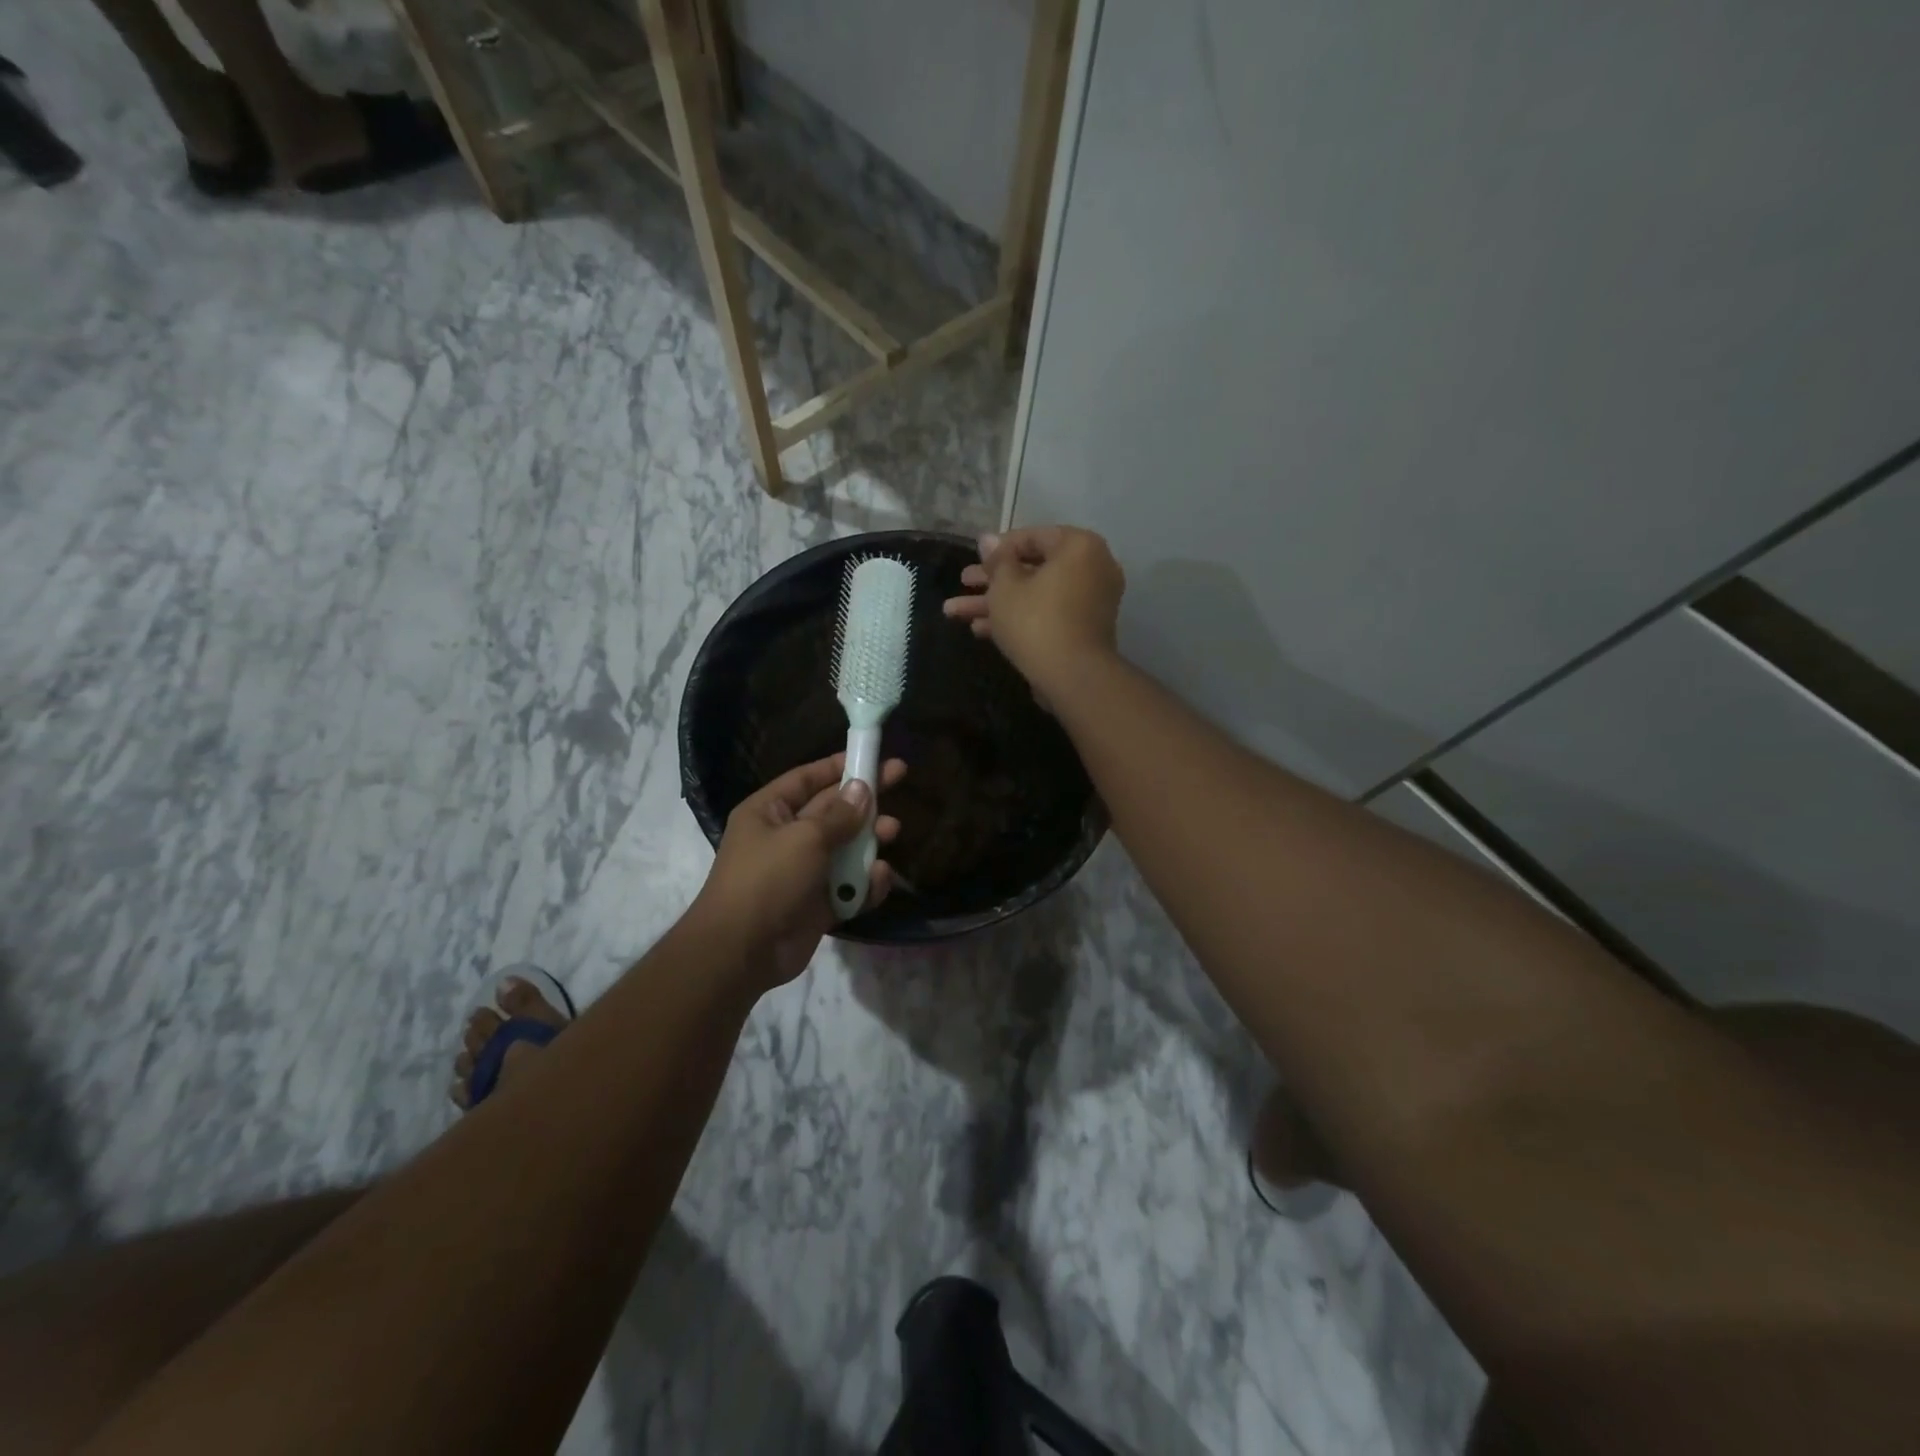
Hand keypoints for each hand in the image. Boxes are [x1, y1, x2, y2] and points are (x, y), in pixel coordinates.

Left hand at [693, 753, 905, 989]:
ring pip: (845, 848)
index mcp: (769, 811)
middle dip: (864, 800)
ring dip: (869, 840)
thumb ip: (839, 815)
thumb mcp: (804, 837)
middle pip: (832, 810)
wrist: (742, 951)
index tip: (872, 755)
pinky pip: (848, 886)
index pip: (808, 778)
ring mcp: (803, 872)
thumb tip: (862, 789)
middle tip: (900, 781)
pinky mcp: (817, 904)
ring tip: (892, 832)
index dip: (839, 765)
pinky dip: (865, 883)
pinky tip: (879, 878)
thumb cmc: (767, 879)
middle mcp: (785, 836)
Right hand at [942, 526, 1124, 691]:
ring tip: (954, 612)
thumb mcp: (1005, 587)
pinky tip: (980, 630)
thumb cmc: (1036, 620)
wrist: (1072, 677)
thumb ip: (996, 560)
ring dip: (996, 603)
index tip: (974, 560)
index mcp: (1079, 547)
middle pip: (1032, 569)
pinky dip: (1019, 619)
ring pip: (1035, 595)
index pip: (1033, 537)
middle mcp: (1092, 568)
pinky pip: (1047, 614)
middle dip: (991, 580)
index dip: (998, 548)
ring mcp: (1090, 602)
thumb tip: (988, 539)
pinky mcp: (1082, 630)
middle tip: (963, 582)